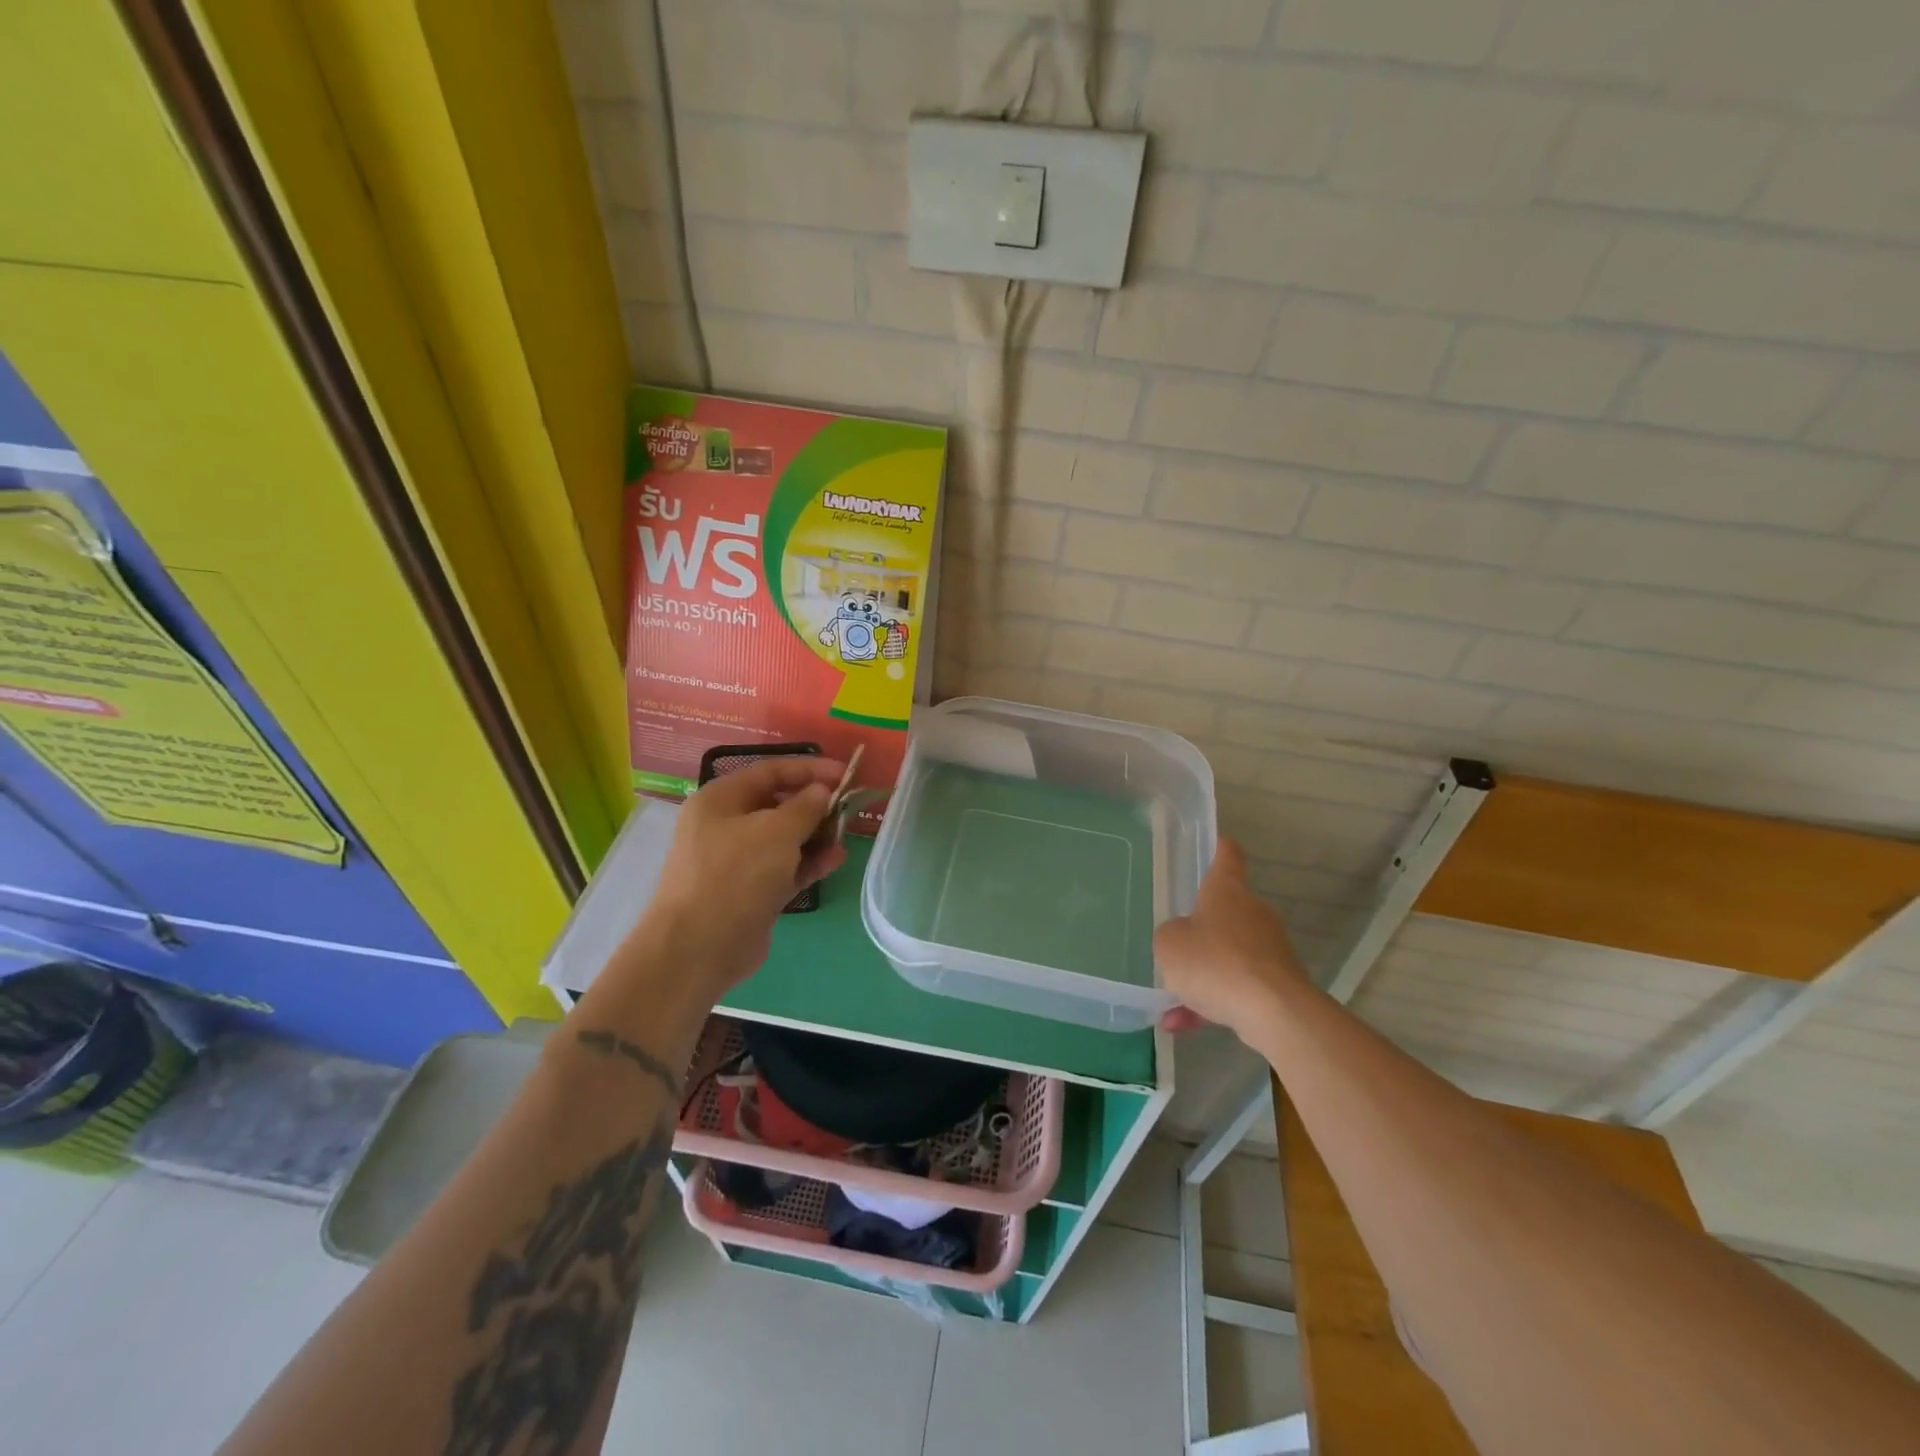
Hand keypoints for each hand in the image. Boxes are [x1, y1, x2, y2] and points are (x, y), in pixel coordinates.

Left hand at [637, 756, 846, 994]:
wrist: (699, 948)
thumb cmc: (735, 874)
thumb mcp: (776, 831)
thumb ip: (805, 806)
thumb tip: (821, 791)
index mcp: (721, 799)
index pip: (770, 771)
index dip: (809, 769)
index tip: (845, 774)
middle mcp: (725, 825)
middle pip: (778, 805)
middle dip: (815, 805)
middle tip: (849, 808)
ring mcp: (737, 861)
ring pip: (784, 839)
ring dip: (816, 835)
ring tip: (846, 836)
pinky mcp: (750, 892)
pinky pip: (785, 868)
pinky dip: (808, 862)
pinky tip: (835, 859)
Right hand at [1155, 839, 1311, 1038]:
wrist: (1274, 1013)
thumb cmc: (1215, 963)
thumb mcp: (1169, 944)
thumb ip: (1169, 935)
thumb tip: (1182, 939)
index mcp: (1227, 891)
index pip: (1227, 855)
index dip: (1218, 847)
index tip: (1212, 843)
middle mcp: (1252, 913)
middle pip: (1225, 911)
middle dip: (1200, 928)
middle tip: (1174, 941)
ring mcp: (1268, 949)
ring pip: (1227, 956)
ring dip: (1201, 975)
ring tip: (1170, 1002)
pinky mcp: (1277, 984)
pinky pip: (1236, 987)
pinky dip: (1212, 1003)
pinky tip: (1182, 1026)